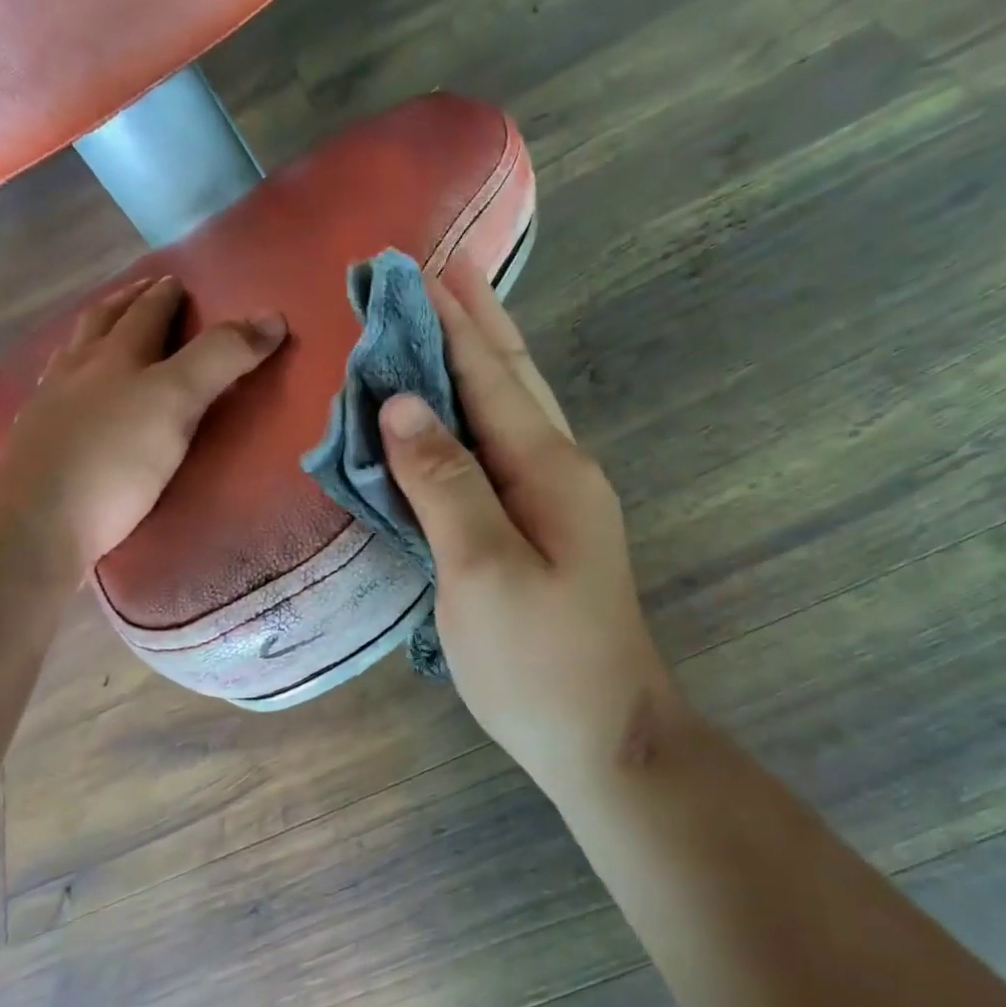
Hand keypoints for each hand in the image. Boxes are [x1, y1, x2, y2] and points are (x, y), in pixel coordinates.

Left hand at [0, 274, 284, 573]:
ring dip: (91, 335)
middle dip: (125, 304)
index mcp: (116, 356)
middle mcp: (78, 371)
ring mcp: (49, 406)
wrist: (40, 521)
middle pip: (101, 324)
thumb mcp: (178, 400)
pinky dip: (68, 378)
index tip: (176, 280)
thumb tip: (273, 317)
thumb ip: (222, 358)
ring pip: (71, 355)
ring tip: (103, 332)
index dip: (164, 296)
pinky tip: (68, 393)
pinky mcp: (35, 443)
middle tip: (142, 293)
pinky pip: (52, 392)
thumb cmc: (116, 458)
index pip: (145, 314)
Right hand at [380, 261, 679, 779]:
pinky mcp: (540, 531)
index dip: (449, 322)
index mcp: (549, 468)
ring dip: (478, 361)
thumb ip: (445, 482)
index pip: (488, 375)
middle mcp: (559, 470)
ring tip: (448, 319)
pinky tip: (457, 411)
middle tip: (438, 271)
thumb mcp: (483, 569)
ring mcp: (555, 501)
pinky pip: (500, 452)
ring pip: (512, 410)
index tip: (414, 269)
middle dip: (473, 323)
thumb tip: (401, 405)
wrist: (604, 737)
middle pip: (511, 378)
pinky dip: (474, 416)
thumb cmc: (540, 661)